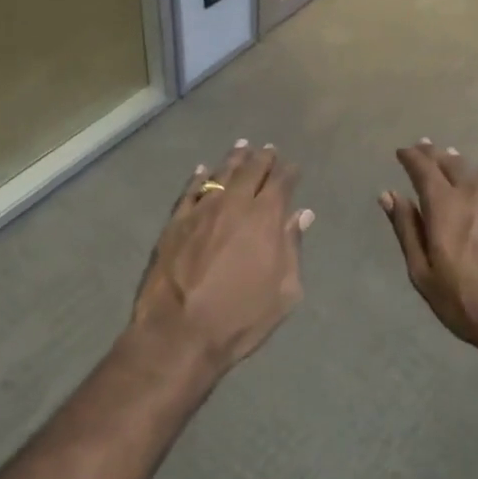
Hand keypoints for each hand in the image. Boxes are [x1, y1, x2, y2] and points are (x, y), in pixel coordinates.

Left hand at [132, 141, 311, 374]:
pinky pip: (190, 190)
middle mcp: (234, 203)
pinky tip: (203, 170)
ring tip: (242, 146)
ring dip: (234, 159)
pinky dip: (199, 177)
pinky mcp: (175, 221)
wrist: (179, 332)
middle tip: (269, 149)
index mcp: (265, 217)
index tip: (293, 167)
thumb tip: (302, 215)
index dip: (289, 172)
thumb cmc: (240, 317)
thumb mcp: (284, 291)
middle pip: (251, 170)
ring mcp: (201, 210)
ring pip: (221, 173)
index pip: (281, 182)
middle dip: (263, 158)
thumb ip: (292, 247)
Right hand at [380, 141, 477, 368]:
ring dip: (460, 164)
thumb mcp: (424, 273)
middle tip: (424, 147)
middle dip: (434, 154)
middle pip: (452, 163)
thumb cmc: (468, 303)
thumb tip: (389, 195)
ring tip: (452, 159)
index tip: (402, 152)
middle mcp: (475, 193)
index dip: (411, 157)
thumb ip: (407, 229)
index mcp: (445, 205)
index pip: (423, 168)